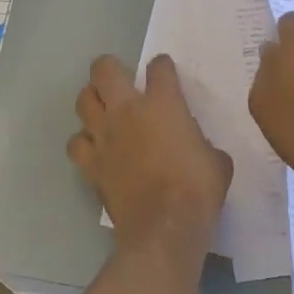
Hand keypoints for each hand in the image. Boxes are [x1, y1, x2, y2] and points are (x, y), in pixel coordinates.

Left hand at [68, 54, 231, 255]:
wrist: (164, 227)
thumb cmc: (198, 190)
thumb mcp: (216, 159)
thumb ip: (200, 141)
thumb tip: (194, 144)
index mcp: (163, 103)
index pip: (159, 68)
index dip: (162, 67)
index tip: (165, 73)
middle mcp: (127, 110)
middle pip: (104, 70)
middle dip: (109, 68)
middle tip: (120, 80)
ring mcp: (104, 135)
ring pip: (83, 100)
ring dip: (92, 100)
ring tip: (103, 110)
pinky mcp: (90, 163)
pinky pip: (76, 142)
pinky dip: (83, 141)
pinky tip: (94, 147)